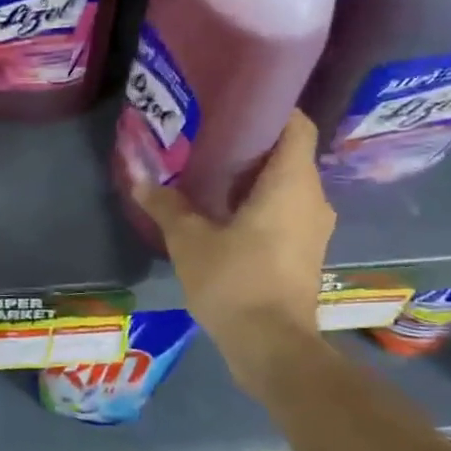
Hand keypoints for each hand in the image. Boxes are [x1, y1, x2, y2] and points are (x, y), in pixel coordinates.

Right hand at [131, 110, 333, 383]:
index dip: (272, 108)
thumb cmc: (235, 281)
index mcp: (291, 184)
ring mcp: (313, 228)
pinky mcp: (305, 252)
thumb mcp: (190, 240)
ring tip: (209, 171)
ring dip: (253, 176)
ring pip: (286, 184)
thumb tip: (138, 176)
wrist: (272, 347)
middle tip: (208, 136)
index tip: (236, 102)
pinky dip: (259, 202)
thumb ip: (165, 204)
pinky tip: (223, 211)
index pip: (297, 125)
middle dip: (251, 143)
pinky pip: (285, 210)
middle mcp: (312, 199)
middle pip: (288, 154)